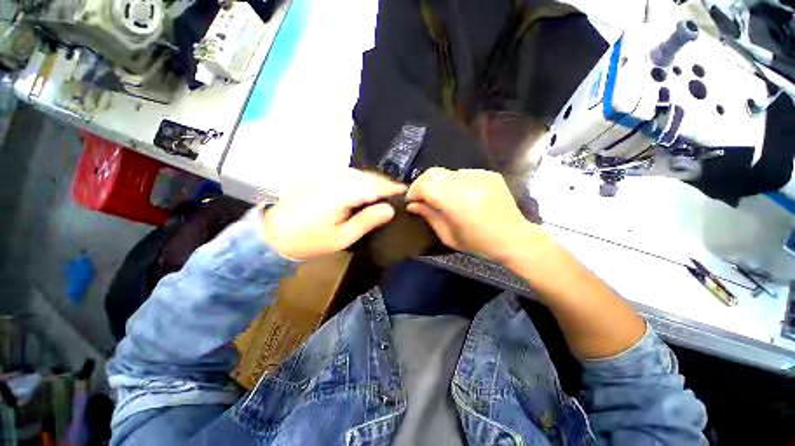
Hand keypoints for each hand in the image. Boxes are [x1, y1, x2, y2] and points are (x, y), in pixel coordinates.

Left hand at [262, 169, 406, 260]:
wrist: (272, 234)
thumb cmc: (309, 240)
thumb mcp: (342, 237)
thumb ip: (367, 221)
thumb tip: (390, 209)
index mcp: (342, 192)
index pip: (374, 185)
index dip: (392, 188)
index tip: (406, 191)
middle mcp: (335, 177)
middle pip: (367, 176)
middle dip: (384, 184)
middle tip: (396, 195)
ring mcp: (324, 173)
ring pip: (357, 173)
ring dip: (372, 181)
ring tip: (383, 193)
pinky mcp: (318, 175)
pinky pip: (346, 173)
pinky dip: (359, 180)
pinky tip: (362, 189)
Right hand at [406, 168, 550, 262]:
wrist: (514, 237)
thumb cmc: (479, 243)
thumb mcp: (449, 236)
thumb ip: (429, 216)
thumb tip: (412, 205)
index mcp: (457, 203)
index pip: (425, 186)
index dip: (414, 191)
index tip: (412, 201)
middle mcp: (467, 184)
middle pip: (433, 173)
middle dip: (422, 184)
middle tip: (421, 197)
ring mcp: (480, 176)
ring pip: (447, 172)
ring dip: (438, 183)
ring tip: (442, 197)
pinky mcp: (489, 174)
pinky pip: (462, 173)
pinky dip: (455, 182)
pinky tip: (460, 195)